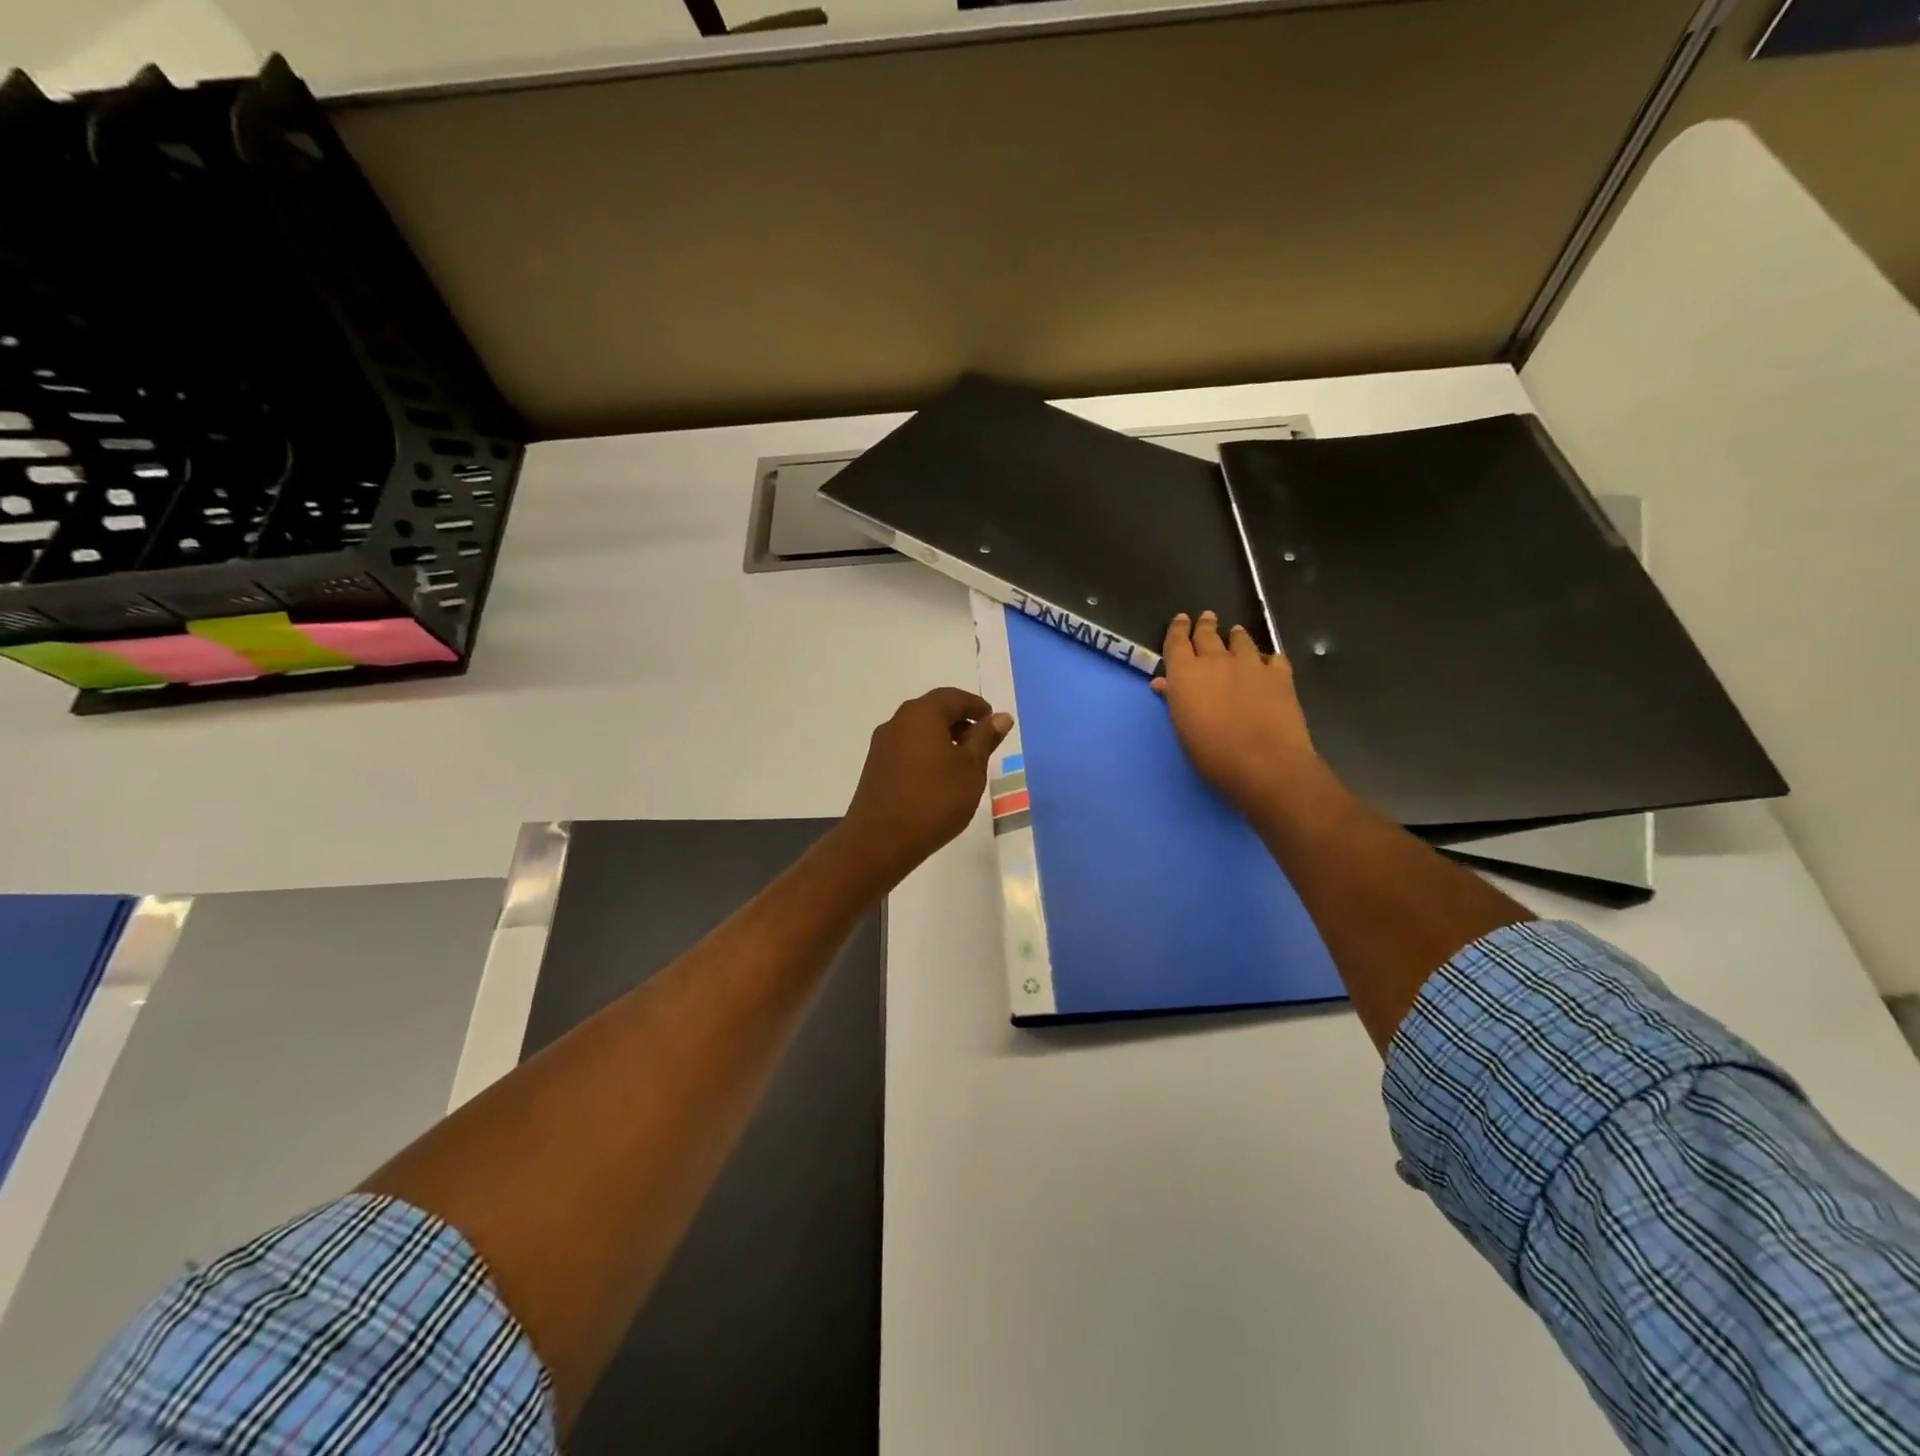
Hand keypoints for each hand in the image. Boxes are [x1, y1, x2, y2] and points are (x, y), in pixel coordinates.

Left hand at [839, 687, 1011, 882]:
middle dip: (959, 721)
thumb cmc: (934, 800)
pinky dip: (926, 753)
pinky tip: (938, 778)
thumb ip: (985, 738)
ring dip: (942, 738)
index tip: (993, 722)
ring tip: (963, 763)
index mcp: (921, 714)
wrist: (881, 840)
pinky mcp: (875, 766)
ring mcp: (882, 744)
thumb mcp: (971, 769)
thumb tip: (1000, 717)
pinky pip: (906, 748)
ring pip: (918, 730)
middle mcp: (897, 721)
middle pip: (933, 710)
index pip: (953, 697)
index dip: (976, 706)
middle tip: (982, 742)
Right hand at [1153, 611, 1317, 810]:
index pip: (1177, 642)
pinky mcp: (1280, 675)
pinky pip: (1273, 658)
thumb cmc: (1211, 752)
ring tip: (1236, 632)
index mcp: (1185, 673)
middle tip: (1206, 617)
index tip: (1181, 619)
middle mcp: (1216, 660)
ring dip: (1236, 636)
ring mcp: (1250, 664)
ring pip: (1241, 641)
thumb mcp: (1183, 727)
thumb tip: (1163, 682)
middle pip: (1208, 635)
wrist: (1263, 761)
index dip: (1178, 629)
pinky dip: (1267, 658)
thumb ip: (1174, 699)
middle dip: (1205, 625)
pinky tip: (1268, 662)